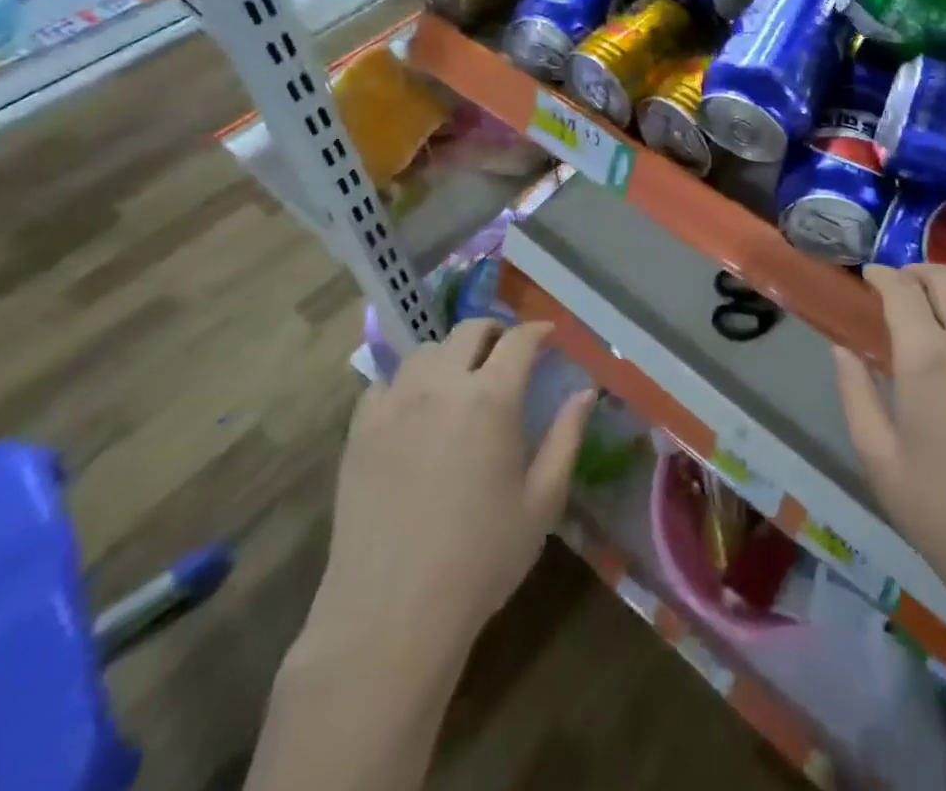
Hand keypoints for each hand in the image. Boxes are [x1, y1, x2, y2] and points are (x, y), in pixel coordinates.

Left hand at [300, 318, 595, 668]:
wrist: (390, 614)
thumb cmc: (481, 558)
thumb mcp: (542, 501)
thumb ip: (566, 437)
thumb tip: (586, 392)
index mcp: (492, 398)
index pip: (519, 340)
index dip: (538, 331)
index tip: (549, 335)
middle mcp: (441, 386)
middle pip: (469, 331)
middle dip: (495, 331)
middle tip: (507, 351)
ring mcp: (394, 405)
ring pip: (424, 351)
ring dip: (450, 353)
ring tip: (460, 378)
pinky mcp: (359, 432)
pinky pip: (384, 383)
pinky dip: (406, 382)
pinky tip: (414, 408)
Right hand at [832, 265, 945, 636]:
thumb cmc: (943, 513)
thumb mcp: (879, 459)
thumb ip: (856, 394)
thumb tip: (842, 349)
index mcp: (928, 360)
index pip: (902, 291)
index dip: (882, 276)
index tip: (868, 276)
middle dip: (917, 272)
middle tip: (899, 285)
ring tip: (935, 295)